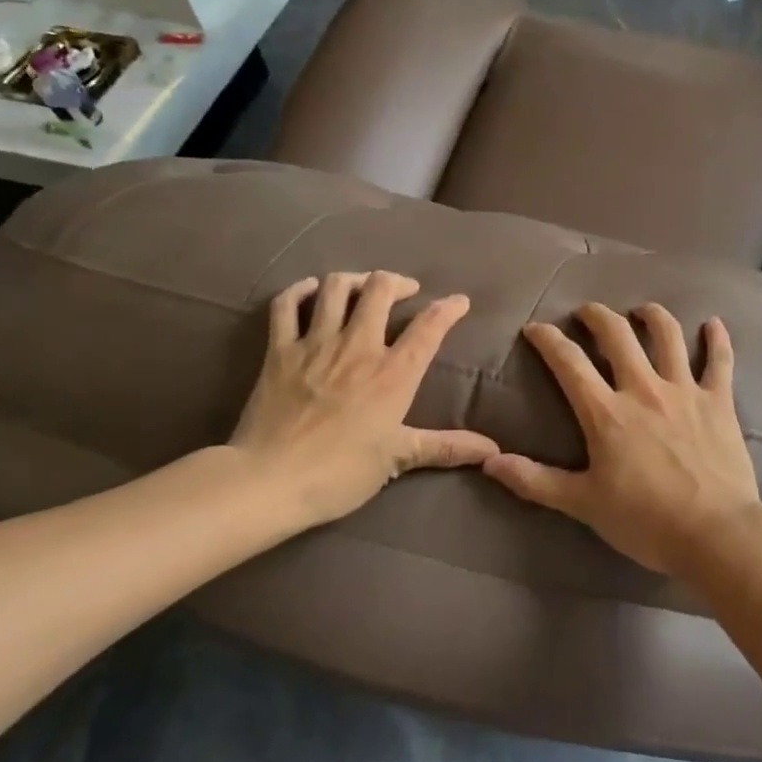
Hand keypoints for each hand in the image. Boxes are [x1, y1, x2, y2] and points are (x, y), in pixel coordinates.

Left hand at [226, 271, 498, 530]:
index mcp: (393, 373)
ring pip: (336, 287)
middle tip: (405, 291)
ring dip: (354, 280)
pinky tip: (310, 291)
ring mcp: (315, 343)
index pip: (430, 326)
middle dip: (397, 282)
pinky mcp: (279, 350)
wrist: (269, 481)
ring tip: (363, 287)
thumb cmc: (340, 473)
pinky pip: (286, 305)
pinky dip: (299, 290)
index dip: (449, 308)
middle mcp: (358, 346)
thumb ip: (446, 447)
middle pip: (380, 288)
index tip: (459, 302)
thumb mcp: (398, 459)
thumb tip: (492, 450)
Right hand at [481, 302, 761, 576]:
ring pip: (667, 335)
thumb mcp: (583, 504)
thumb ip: (535, 480)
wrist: (715, 533)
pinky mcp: (718, 401)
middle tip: (586, 312)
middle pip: (617, 334)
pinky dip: (717, 339)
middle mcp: (643, 388)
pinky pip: (719, 360)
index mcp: (606, 412)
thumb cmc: (645, 521)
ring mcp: (684, 390)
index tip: (535, 328)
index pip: (569, 362)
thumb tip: (488, 461)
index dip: (548, 340)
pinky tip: (713, 324)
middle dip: (596, 316)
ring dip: (652, 316)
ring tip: (642, 310)